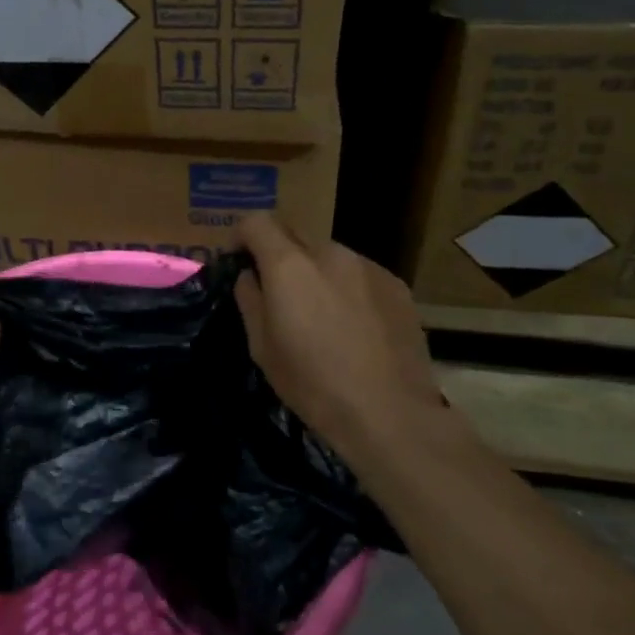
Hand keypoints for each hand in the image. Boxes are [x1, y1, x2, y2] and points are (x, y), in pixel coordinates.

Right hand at [233, 214, 468, 479]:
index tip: (238, 260)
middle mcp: (330, 253)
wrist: (389, 412)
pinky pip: (359, 273)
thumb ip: (250, 300)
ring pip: (329, 254)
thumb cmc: (313, 384)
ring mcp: (368, 266)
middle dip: (278, 253)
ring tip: (320, 311)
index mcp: (289, 265)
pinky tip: (354, 324)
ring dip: (315, 270)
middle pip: (294, 233)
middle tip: (277, 290)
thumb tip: (250, 276)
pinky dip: (347, 287)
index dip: (241, 236)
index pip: (256, 222)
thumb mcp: (262, 347)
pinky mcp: (396, 285)